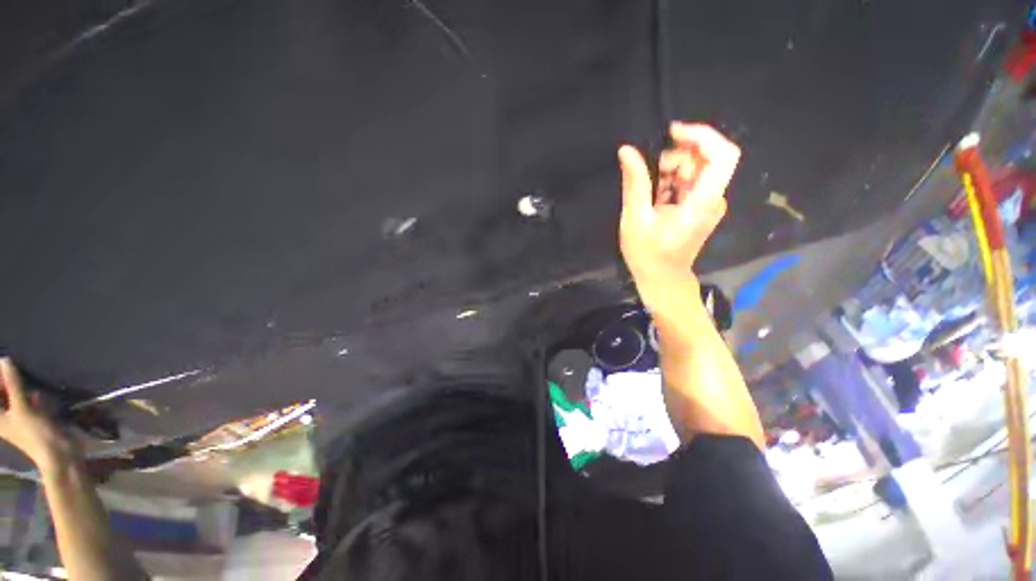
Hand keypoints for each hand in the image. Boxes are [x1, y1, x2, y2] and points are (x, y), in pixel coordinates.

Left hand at [0, 359, 76, 472]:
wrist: (57, 451)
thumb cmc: (34, 432)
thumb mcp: (23, 408)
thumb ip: (13, 384)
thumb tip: (5, 361)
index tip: (3, 364)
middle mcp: (4, 417)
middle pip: (2, 395)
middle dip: (6, 382)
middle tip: (11, 367)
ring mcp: (19, 419)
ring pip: (13, 398)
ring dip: (17, 388)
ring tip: (23, 378)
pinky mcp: (31, 418)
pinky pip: (26, 403)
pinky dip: (29, 396)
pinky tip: (36, 394)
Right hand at [618, 122, 739, 309]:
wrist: (662, 279)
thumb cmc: (648, 255)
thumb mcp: (635, 219)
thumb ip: (635, 183)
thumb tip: (627, 151)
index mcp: (701, 202)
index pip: (722, 156)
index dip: (702, 136)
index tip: (673, 133)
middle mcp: (713, 199)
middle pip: (707, 159)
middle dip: (679, 155)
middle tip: (650, 168)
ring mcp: (708, 203)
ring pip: (698, 169)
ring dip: (672, 168)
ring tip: (649, 186)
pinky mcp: (701, 207)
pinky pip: (691, 182)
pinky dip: (672, 180)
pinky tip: (655, 194)